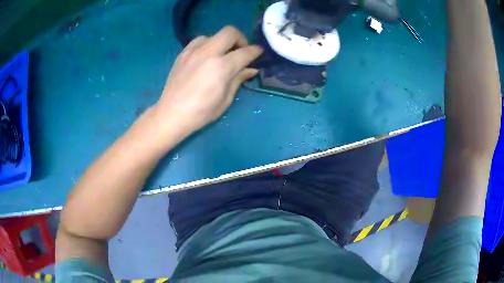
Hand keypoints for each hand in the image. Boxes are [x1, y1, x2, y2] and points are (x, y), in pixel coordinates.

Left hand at [153, 26, 262, 136]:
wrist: (172, 114)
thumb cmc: (201, 112)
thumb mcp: (226, 99)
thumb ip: (239, 79)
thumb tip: (251, 69)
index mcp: (222, 67)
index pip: (245, 52)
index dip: (256, 51)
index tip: (259, 52)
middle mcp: (208, 53)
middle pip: (230, 32)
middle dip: (241, 38)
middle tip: (241, 51)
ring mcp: (193, 51)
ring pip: (213, 35)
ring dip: (222, 42)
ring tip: (221, 55)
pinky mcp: (183, 53)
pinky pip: (199, 41)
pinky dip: (207, 45)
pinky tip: (206, 57)